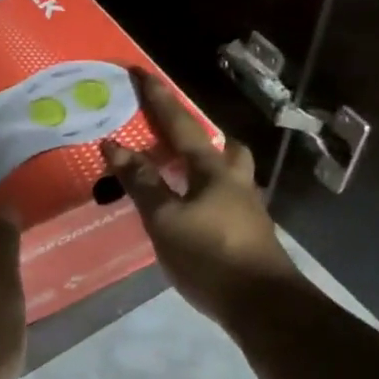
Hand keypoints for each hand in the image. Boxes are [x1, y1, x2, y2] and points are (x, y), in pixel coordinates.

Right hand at [103, 68, 296, 327]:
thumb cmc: (210, 256)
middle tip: (174, 136)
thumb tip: (115, 145)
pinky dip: (205, 196)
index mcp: (212, 170)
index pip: (180, 124)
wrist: (263, 306)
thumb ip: (142, 182)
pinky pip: (224, 200)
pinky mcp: (249, 234)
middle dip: (200, 135)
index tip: (140, 72)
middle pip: (222, 146)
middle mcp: (235, 181)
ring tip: (179, 175)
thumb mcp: (165, 219)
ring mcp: (247, 208)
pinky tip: (190, 214)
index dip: (158, 98)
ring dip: (206, 166)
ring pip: (228, 173)